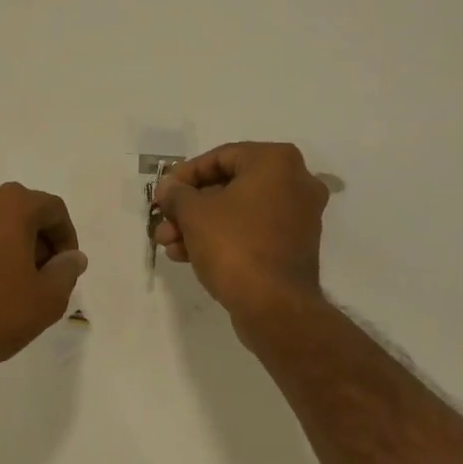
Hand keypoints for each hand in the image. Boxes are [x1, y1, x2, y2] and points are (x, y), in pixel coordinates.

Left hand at [0, 183, 87, 382]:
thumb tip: (72, 257)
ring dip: (4, 248)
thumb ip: (66, 271)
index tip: (65, 268)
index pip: (53, 209)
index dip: (66, 237)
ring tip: (8, 286)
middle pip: (19, 213)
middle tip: (40, 277)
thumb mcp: (46, 299)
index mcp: (10, 205)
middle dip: (35, 241)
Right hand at [152, 142, 329, 320]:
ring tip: (169, 244)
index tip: (163, 194)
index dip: (185, 175)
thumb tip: (168, 188)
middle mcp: (295, 182)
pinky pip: (252, 232)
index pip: (221, 157)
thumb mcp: (194, 214)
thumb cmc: (234, 245)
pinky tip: (188, 256)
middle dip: (190, 206)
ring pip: (238, 212)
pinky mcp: (294, 246)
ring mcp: (299, 216)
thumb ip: (177, 194)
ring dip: (200, 225)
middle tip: (164, 221)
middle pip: (229, 186)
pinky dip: (223, 238)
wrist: (274, 306)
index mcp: (276, 161)